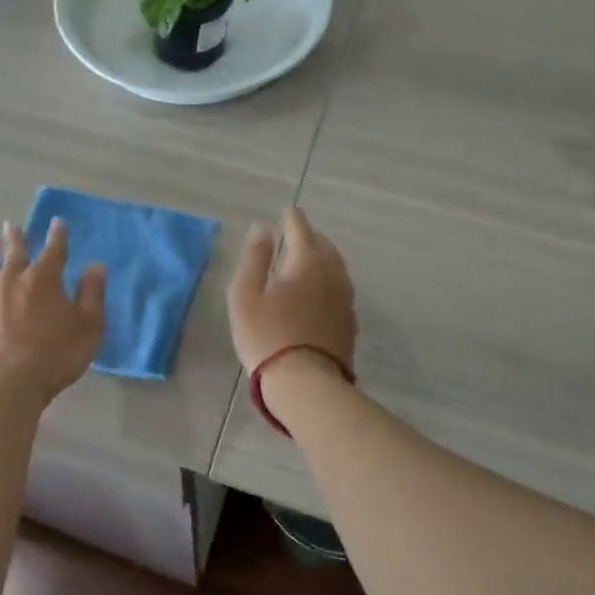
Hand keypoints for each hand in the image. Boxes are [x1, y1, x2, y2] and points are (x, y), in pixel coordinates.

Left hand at [0, 218, 105, 401]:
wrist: (6, 384)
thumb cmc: (55, 355)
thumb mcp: (88, 326)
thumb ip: (92, 294)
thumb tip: (95, 266)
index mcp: (43, 280)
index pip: (54, 251)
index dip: (57, 236)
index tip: (56, 222)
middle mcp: (11, 282)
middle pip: (13, 254)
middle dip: (14, 238)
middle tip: (9, 225)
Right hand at [229, 208, 356, 373]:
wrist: (305, 383)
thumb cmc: (266, 335)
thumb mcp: (246, 294)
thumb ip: (254, 258)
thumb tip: (263, 229)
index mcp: (307, 263)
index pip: (302, 231)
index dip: (293, 219)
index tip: (288, 211)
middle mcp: (333, 276)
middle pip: (325, 248)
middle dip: (312, 237)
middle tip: (299, 233)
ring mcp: (345, 301)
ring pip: (337, 269)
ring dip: (323, 259)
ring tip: (310, 259)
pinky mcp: (349, 324)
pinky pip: (340, 291)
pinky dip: (329, 282)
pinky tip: (321, 293)